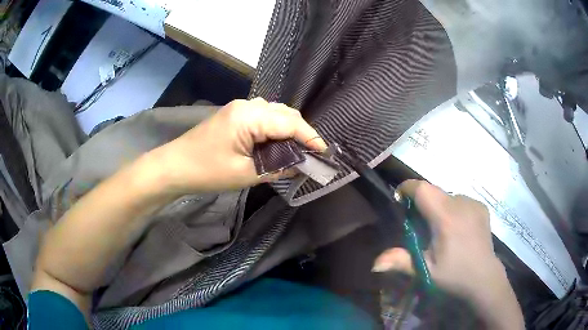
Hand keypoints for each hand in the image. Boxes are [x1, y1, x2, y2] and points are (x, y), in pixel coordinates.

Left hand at [153, 98, 326, 193]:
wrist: (174, 166)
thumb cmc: (207, 171)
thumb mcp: (246, 174)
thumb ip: (278, 167)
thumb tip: (301, 164)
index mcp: (250, 117)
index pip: (290, 123)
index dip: (310, 137)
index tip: (325, 152)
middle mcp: (247, 105)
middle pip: (285, 113)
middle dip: (302, 132)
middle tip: (312, 153)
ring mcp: (239, 107)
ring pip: (275, 112)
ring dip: (289, 128)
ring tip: (297, 149)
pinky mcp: (234, 114)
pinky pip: (263, 115)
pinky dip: (275, 127)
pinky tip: (277, 141)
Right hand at [373, 180, 523, 328]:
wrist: (484, 278)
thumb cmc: (454, 275)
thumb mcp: (425, 271)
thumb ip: (401, 261)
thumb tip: (374, 263)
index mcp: (446, 218)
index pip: (423, 189)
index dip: (407, 188)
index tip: (399, 199)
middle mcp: (461, 204)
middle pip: (434, 190)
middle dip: (422, 201)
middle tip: (419, 225)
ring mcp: (473, 203)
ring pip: (447, 196)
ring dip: (438, 206)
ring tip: (440, 229)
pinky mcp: (481, 207)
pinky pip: (460, 200)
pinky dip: (453, 208)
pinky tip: (457, 228)